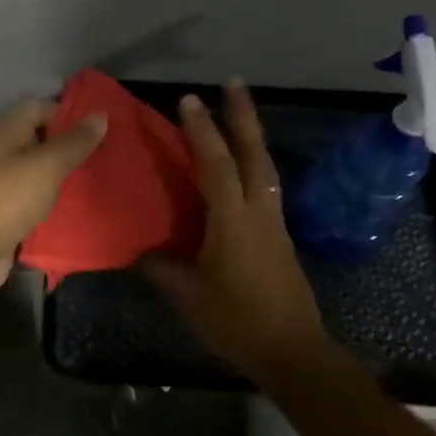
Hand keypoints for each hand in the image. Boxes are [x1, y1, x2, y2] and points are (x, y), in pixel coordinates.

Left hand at [0, 99, 107, 294]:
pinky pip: (37, 201)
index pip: (39, 107)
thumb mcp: (47, 164)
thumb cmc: (7, 198)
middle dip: (71, 145)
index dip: (67, 111)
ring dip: (65, 175)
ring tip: (100, 179)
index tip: (99, 125)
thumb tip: (100, 116)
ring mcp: (4, 186)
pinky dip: (56, 203)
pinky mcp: (8, 215)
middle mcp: (4, 155)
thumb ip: (74, 142)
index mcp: (9, 133)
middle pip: (41, 140)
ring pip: (40, 172)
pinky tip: (81, 209)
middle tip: (108, 153)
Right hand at [143, 80, 327, 378]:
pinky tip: (242, 166)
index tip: (188, 99)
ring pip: (264, 166)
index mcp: (232, 220)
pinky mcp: (279, 235)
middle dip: (243, 115)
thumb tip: (141, 250)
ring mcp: (273, 222)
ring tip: (238, 113)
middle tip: (233, 83)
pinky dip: (253, 163)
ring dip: (251, 135)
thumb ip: (162, 268)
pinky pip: (264, 185)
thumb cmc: (237, 322)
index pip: (215, 164)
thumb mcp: (188, 297)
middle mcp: (257, 211)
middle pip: (253, 152)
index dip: (201, 130)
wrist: (293, 352)